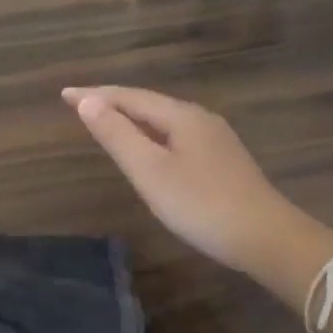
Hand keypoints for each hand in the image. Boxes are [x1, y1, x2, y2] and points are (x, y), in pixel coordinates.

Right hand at [62, 87, 313, 279]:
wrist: (268, 239)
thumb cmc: (202, 205)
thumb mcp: (151, 172)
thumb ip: (118, 135)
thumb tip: (88, 102)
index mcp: (181, 116)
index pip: (129, 96)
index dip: (95, 95)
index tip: (64, 94)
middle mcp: (200, 119)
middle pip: (148, 104)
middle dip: (112, 102)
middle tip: (80, 105)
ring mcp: (216, 139)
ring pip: (164, 120)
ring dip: (132, 118)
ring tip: (107, 122)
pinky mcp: (224, 161)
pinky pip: (177, 135)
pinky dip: (152, 134)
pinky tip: (150, 149)